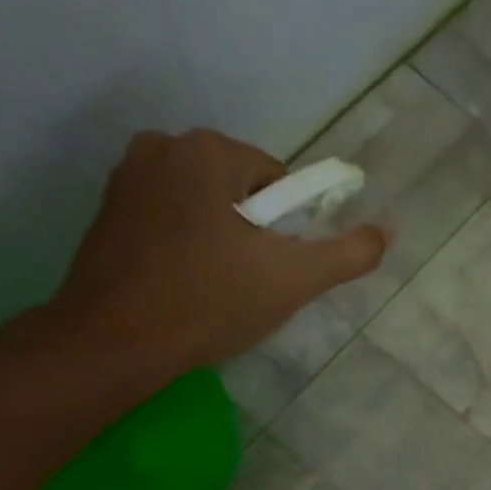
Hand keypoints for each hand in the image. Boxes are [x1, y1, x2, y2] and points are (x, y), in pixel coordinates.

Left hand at [49, 129, 387, 377]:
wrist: (114, 342)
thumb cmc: (209, 301)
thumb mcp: (294, 279)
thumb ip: (348, 253)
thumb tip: (385, 233)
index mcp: (209, 150)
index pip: (278, 181)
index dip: (288, 228)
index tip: (275, 268)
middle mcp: (162, 147)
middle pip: (241, 190)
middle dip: (253, 232)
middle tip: (249, 282)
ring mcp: (126, 178)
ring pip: (205, 205)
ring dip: (221, 239)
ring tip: (216, 287)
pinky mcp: (105, 212)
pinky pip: (170, 219)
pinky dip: (186, 245)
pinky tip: (184, 285)